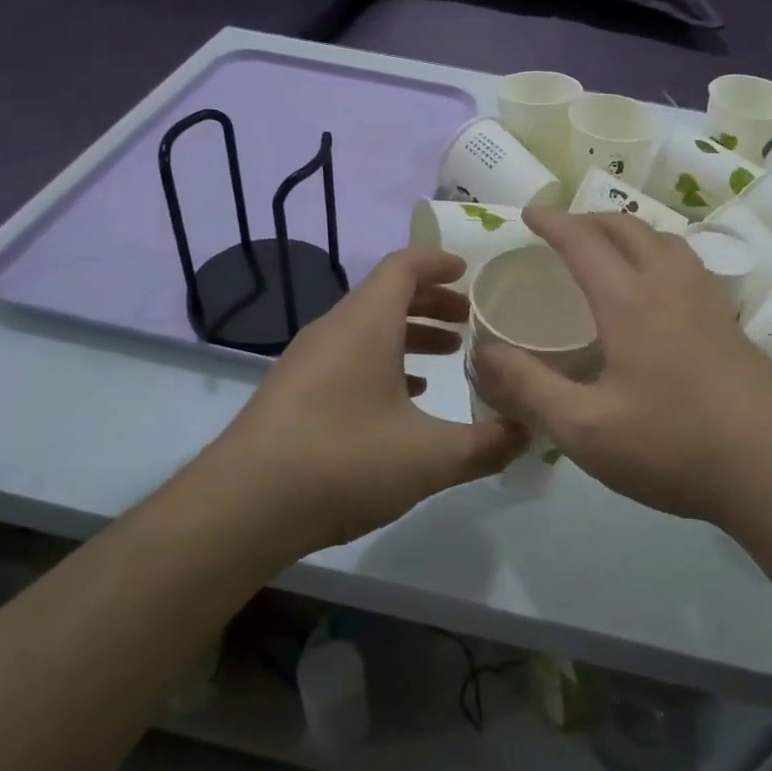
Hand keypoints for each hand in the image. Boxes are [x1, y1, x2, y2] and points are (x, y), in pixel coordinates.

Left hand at [209, 248, 525, 554]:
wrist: (242, 507)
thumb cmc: (343, 461)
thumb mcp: (431, 457)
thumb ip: (487, 444)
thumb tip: (529, 432)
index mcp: (365, 323)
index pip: (403, 267)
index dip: (439, 263)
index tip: (470, 273)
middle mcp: (333, 330)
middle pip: (386, 296)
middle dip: (432, 303)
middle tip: (470, 322)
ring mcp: (307, 361)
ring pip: (366, 330)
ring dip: (408, 335)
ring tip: (448, 357)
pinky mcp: (294, 393)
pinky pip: (347, 359)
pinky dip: (383, 364)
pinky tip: (404, 400)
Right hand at [473, 210, 771, 529]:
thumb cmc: (672, 446)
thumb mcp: (584, 429)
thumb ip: (529, 388)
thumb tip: (483, 353)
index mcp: (630, 302)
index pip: (584, 243)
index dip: (553, 223)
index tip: (528, 213)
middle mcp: (670, 287)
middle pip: (628, 230)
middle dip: (590, 220)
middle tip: (562, 231)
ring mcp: (708, 302)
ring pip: (665, 241)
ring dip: (629, 233)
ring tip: (609, 250)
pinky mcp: (730, 323)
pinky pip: (688, 265)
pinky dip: (659, 254)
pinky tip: (658, 290)